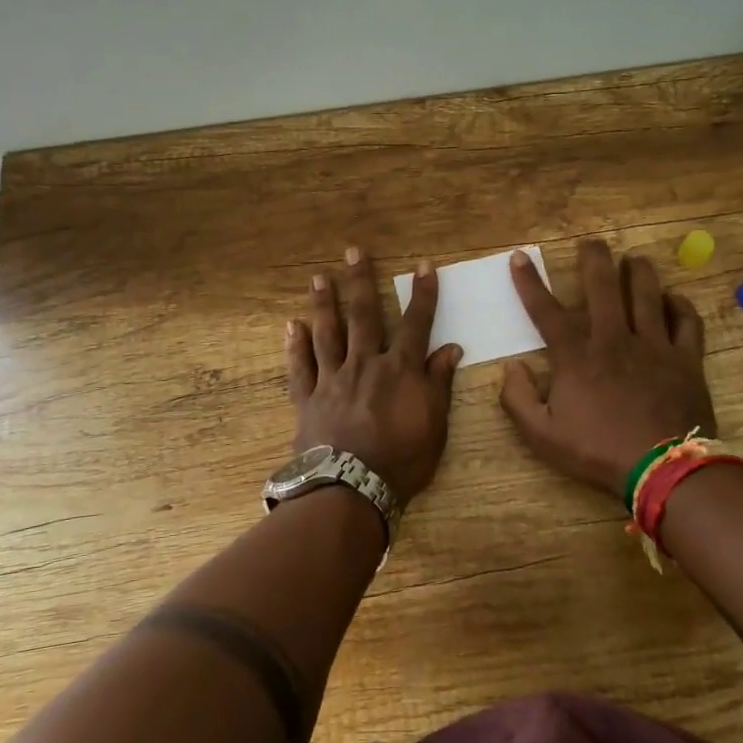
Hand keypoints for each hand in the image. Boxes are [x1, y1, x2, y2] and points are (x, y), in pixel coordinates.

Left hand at [287, 248, 463, 504]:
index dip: (422, 294)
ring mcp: (333, 379)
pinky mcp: (308, 398)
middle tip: (352, 252)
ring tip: (319, 278)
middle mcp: (365, 363)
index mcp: (399, 369)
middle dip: (360, 281)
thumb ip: (439, 383)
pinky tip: (291, 326)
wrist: (350, 490)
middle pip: (363, 315)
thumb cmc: (401, 461)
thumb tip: (451, 348)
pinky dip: (295, 346)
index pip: (415, 323)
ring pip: (327, 333)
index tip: (423, 265)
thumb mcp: (435, 425)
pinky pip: (301, 367)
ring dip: (324, 303)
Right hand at [500, 239, 716, 501]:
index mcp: (577, 355)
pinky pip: (686, 322)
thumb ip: (518, 399)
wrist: (663, 469)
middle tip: (592, 241)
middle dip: (594, 259)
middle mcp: (614, 339)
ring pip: (646, 294)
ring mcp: (653, 345)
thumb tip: (512, 367)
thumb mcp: (542, 435)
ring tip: (634, 259)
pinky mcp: (685, 359)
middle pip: (603, 287)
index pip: (546, 310)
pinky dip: (680, 305)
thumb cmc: (598, 451)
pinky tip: (673, 298)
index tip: (521, 257)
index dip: (530, 282)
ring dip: (638, 272)